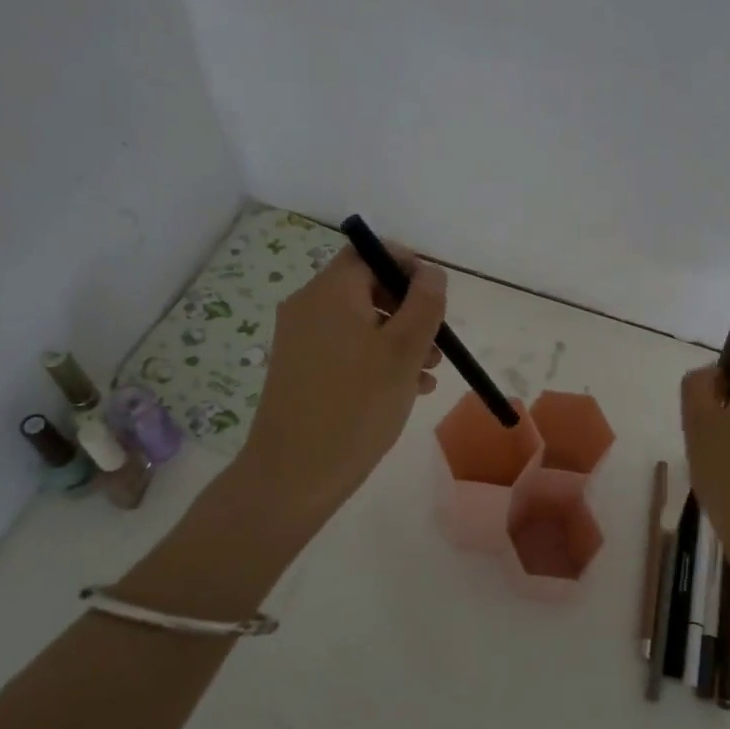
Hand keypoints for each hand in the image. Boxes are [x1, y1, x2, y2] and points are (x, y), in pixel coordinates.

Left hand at [237, 241, 446, 522]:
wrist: (292, 476)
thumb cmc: (355, 406)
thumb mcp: (404, 351)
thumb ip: (424, 304)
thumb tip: (430, 272)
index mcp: (330, 291)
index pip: (370, 252)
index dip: (407, 266)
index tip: (436, 298)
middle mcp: (309, 306)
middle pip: (367, 287)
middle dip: (409, 310)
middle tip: (437, 343)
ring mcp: (301, 340)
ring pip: (360, 322)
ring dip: (399, 339)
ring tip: (428, 373)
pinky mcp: (301, 370)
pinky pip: (346, 348)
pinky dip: (376, 358)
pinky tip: (406, 389)